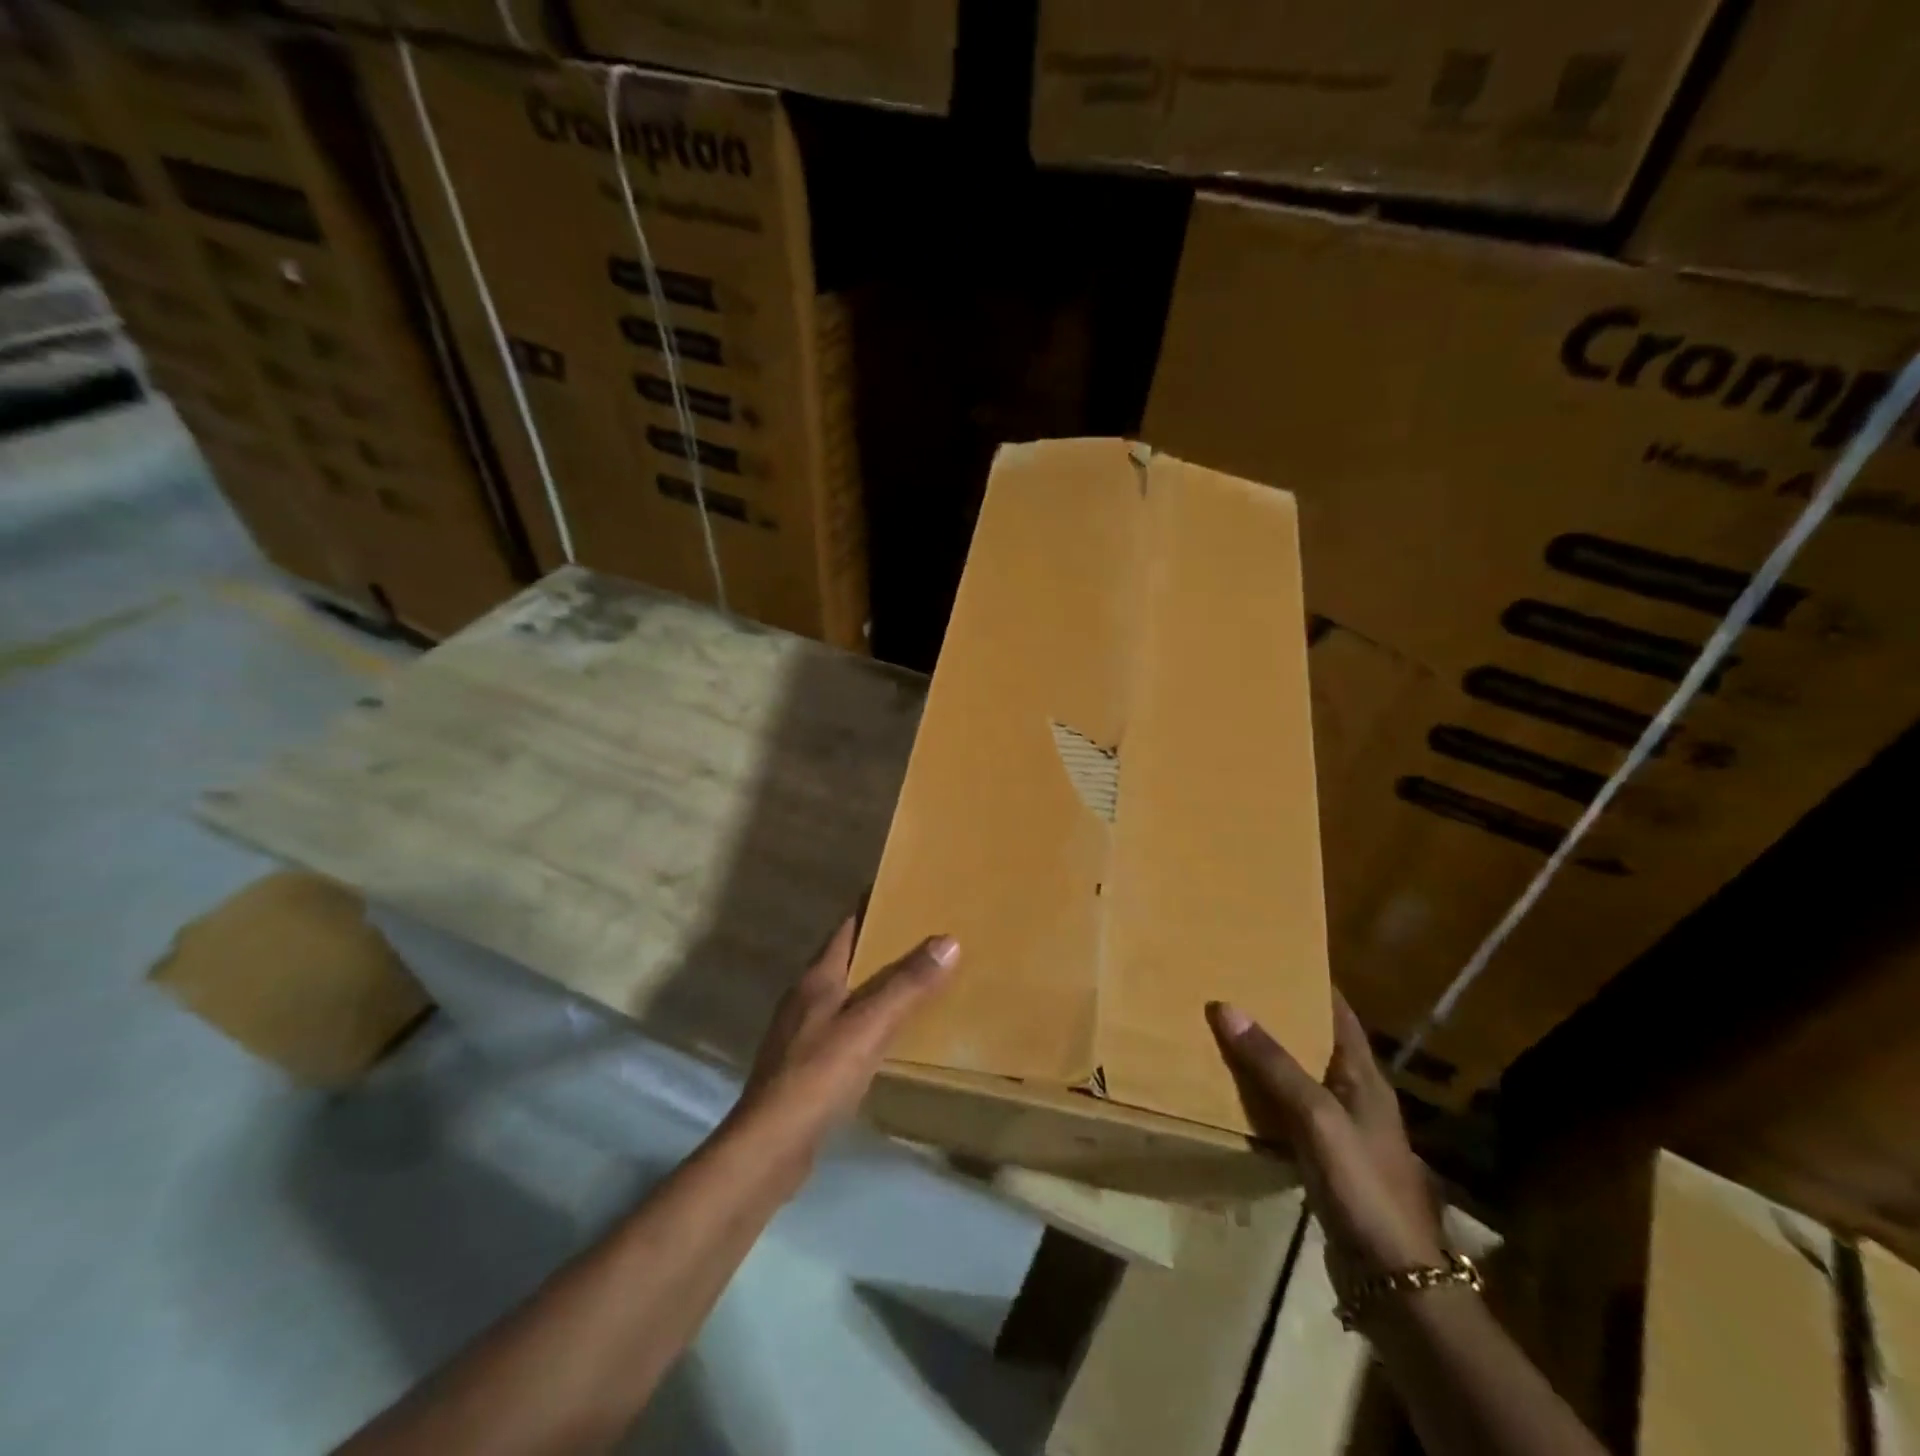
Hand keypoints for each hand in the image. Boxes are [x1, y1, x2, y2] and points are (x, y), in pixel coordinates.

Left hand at [728, 918, 959, 1178]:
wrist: (769, 1147)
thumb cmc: (818, 1075)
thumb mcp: (870, 1026)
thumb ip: (908, 985)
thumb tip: (948, 940)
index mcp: (817, 978)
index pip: (847, 927)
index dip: (874, 908)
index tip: (905, 894)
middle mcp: (805, 997)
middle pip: (847, 959)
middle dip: (881, 946)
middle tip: (924, 937)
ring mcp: (801, 1033)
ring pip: (845, 994)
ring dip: (875, 984)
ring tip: (914, 981)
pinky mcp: (804, 1065)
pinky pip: (843, 1027)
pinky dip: (868, 1020)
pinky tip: (888, 1035)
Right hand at [1208, 994, 1444, 1297]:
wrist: (1393, 1277)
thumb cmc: (1362, 1184)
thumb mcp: (1316, 1117)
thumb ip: (1273, 1064)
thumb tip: (1226, 1006)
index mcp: (1364, 1077)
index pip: (1338, 1014)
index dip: (1311, 983)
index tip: (1274, 955)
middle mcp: (1356, 1097)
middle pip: (1315, 1043)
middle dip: (1279, 1017)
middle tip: (1234, 990)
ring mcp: (1343, 1132)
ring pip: (1299, 1079)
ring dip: (1268, 1058)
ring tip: (1225, 1033)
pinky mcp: (1326, 1162)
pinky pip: (1289, 1114)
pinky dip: (1265, 1098)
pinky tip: (1235, 1095)